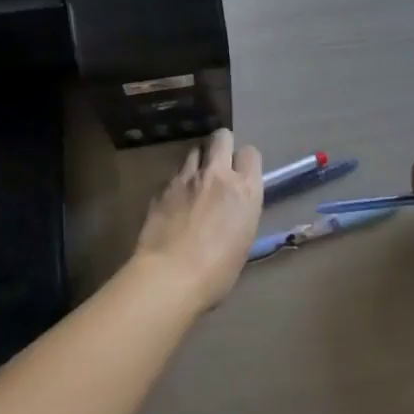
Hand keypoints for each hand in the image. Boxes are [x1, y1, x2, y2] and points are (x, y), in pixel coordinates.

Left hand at [133, 128, 262, 310]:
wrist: (170, 277)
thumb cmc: (217, 272)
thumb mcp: (243, 240)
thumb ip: (240, 212)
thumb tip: (231, 208)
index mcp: (245, 190)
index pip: (251, 153)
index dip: (244, 161)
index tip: (240, 174)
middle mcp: (218, 175)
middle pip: (222, 137)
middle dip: (221, 145)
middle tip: (217, 164)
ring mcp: (187, 178)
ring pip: (194, 151)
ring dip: (197, 162)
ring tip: (193, 182)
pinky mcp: (162, 187)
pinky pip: (173, 175)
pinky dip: (176, 183)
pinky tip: (173, 202)